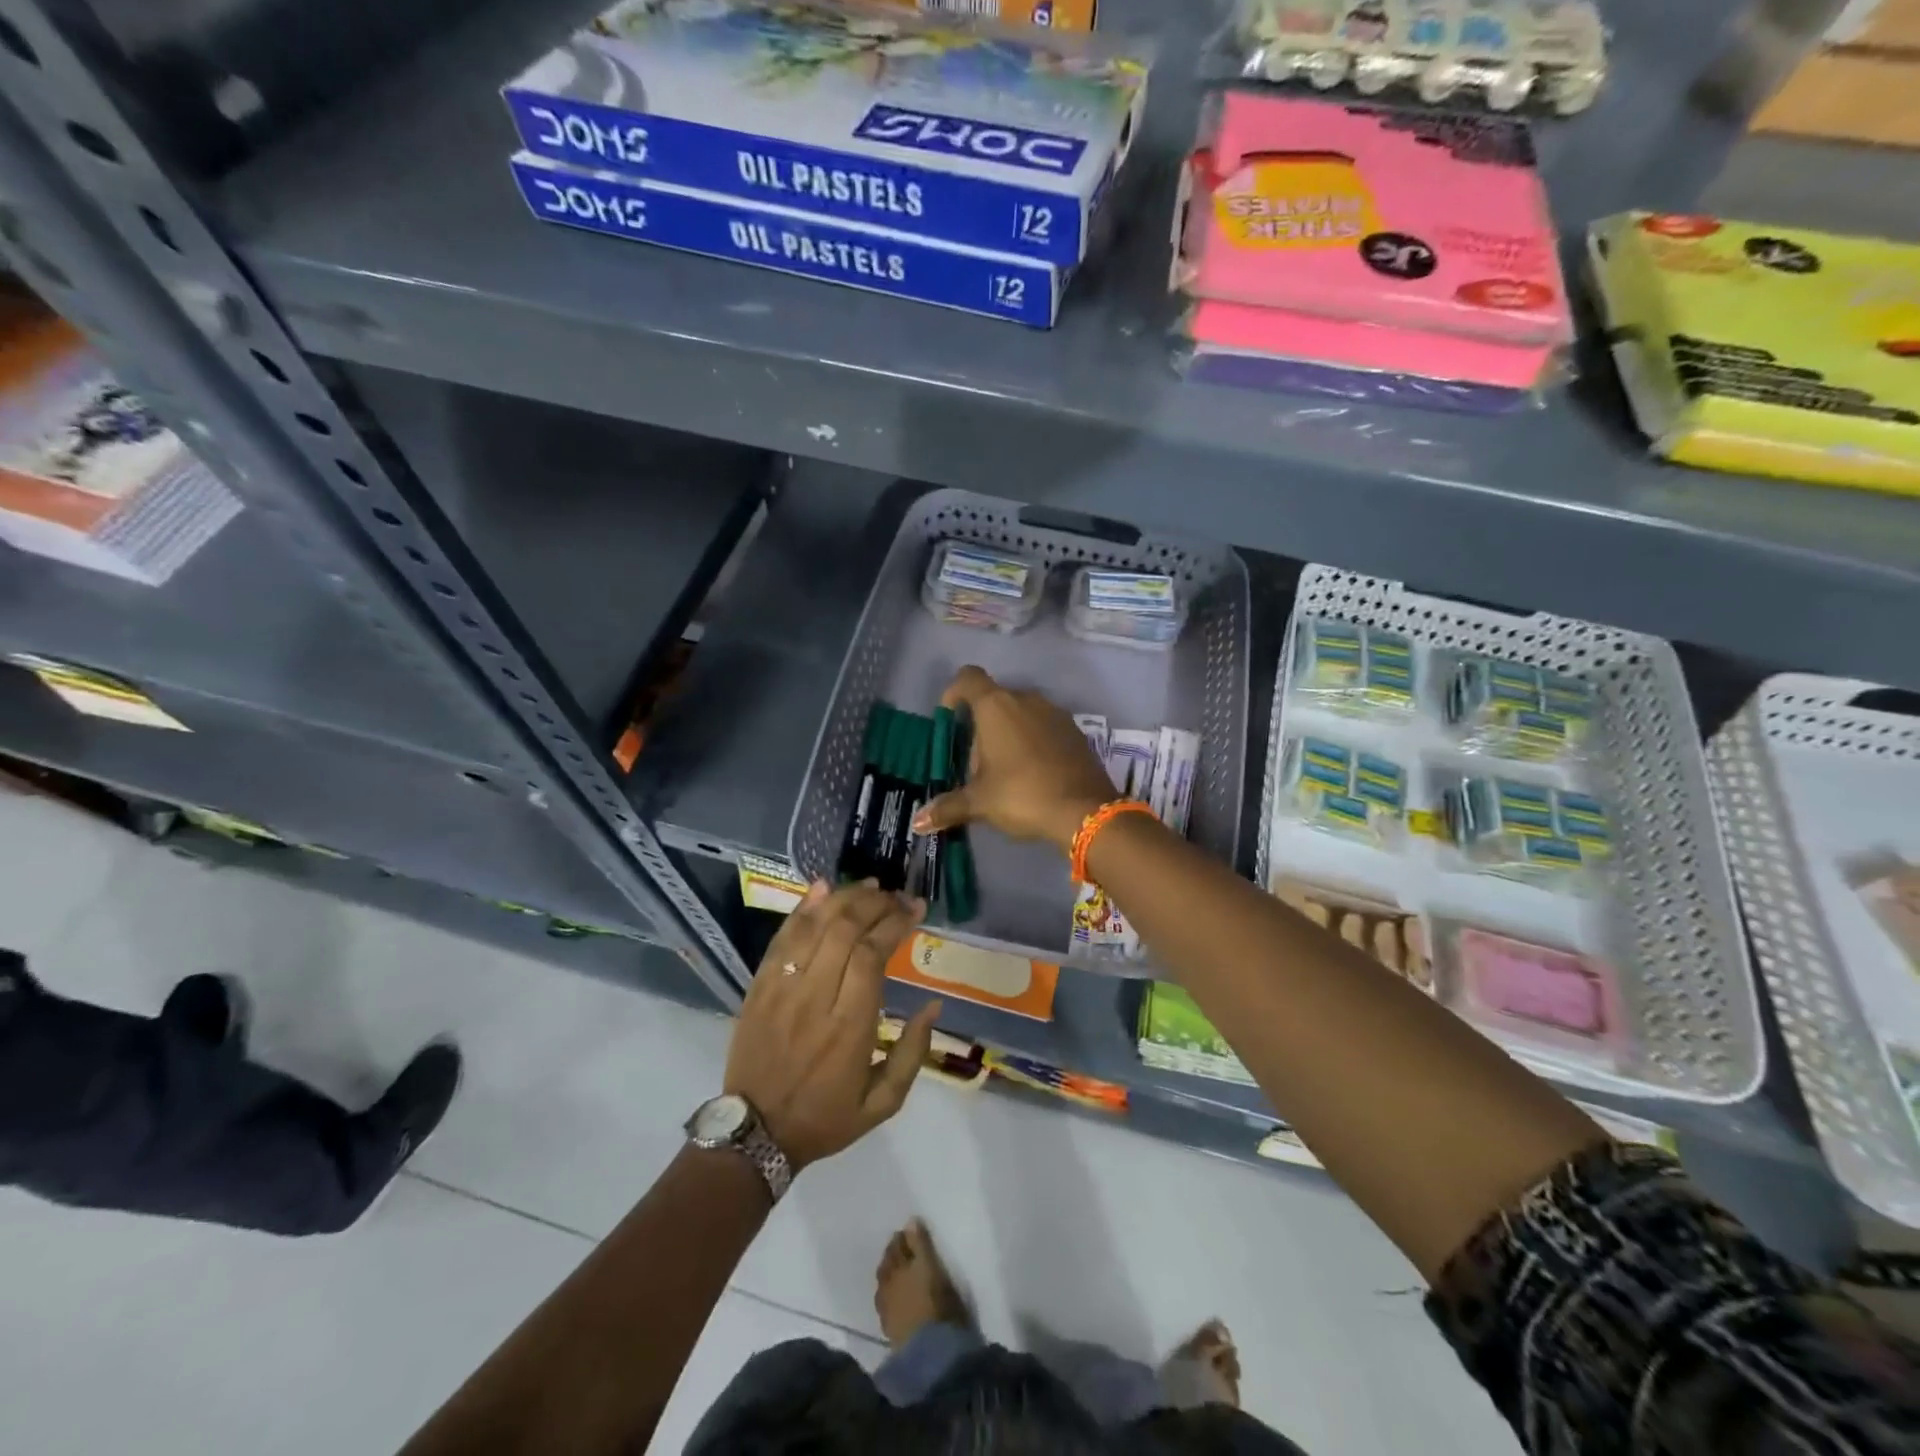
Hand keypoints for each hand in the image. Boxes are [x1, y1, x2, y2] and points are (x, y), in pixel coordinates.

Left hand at [725, 881, 940, 1170]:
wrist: (755, 1133)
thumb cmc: (825, 1118)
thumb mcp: (883, 1104)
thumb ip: (913, 1053)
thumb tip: (934, 1005)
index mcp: (849, 1027)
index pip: (871, 954)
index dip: (895, 923)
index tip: (915, 908)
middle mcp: (814, 998)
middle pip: (844, 930)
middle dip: (875, 903)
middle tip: (896, 896)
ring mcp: (782, 988)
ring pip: (814, 926)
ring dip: (844, 898)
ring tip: (870, 887)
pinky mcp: (759, 985)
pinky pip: (782, 936)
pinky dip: (804, 908)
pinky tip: (824, 888)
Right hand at [912, 665, 1117, 852]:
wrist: (1085, 811)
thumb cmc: (1022, 795)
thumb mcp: (980, 802)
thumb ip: (948, 807)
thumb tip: (918, 822)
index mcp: (996, 706)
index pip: (968, 678)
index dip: (954, 693)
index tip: (950, 720)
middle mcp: (1026, 699)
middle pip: (994, 699)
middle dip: (981, 725)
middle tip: (976, 764)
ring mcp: (1055, 713)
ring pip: (1021, 712)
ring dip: (1009, 733)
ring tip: (1005, 771)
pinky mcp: (1075, 731)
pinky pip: (1044, 726)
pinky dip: (1034, 741)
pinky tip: (1033, 773)